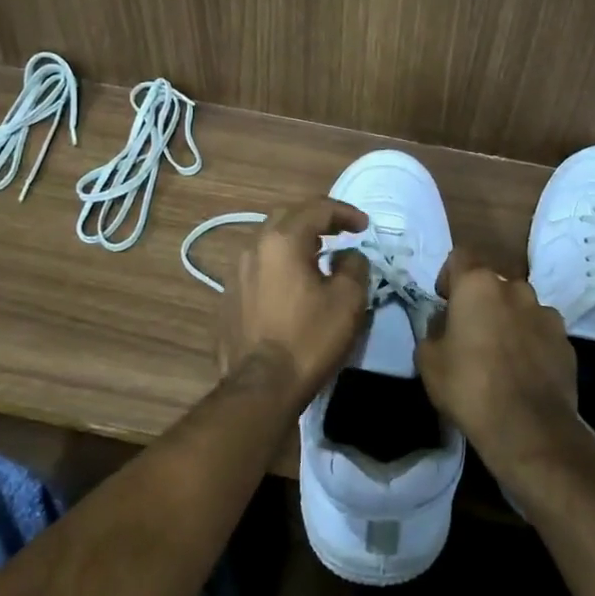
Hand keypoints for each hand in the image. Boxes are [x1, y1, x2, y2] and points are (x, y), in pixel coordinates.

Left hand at [220, 197, 370, 404]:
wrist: (260, 386)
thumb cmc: (309, 339)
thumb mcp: (348, 300)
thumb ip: (354, 266)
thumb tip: (347, 256)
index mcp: (282, 241)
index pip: (317, 209)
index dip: (345, 212)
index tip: (365, 226)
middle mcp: (254, 247)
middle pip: (288, 217)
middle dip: (317, 218)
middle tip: (341, 232)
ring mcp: (236, 272)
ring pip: (269, 240)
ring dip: (296, 240)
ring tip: (319, 255)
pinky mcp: (229, 296)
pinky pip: (259, 266)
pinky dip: (280, 263)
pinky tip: (293, 283)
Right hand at [417, 249, 591, 495]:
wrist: (528, 428)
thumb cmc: (469, 386)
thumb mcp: (428, 360)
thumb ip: (433, 330)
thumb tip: (444, 324)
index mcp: (478, 285)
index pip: (459, 258)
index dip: (449, 277)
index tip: (445, 302)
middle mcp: (515, 288)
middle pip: (492, 284)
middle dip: (481, 302)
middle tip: (470, 333)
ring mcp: (546, 313)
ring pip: (520, 307)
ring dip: (509, 321)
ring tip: (500, 355)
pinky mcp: (567, 341)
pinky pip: (541, 332)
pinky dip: (531, 343)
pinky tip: (523, 372)